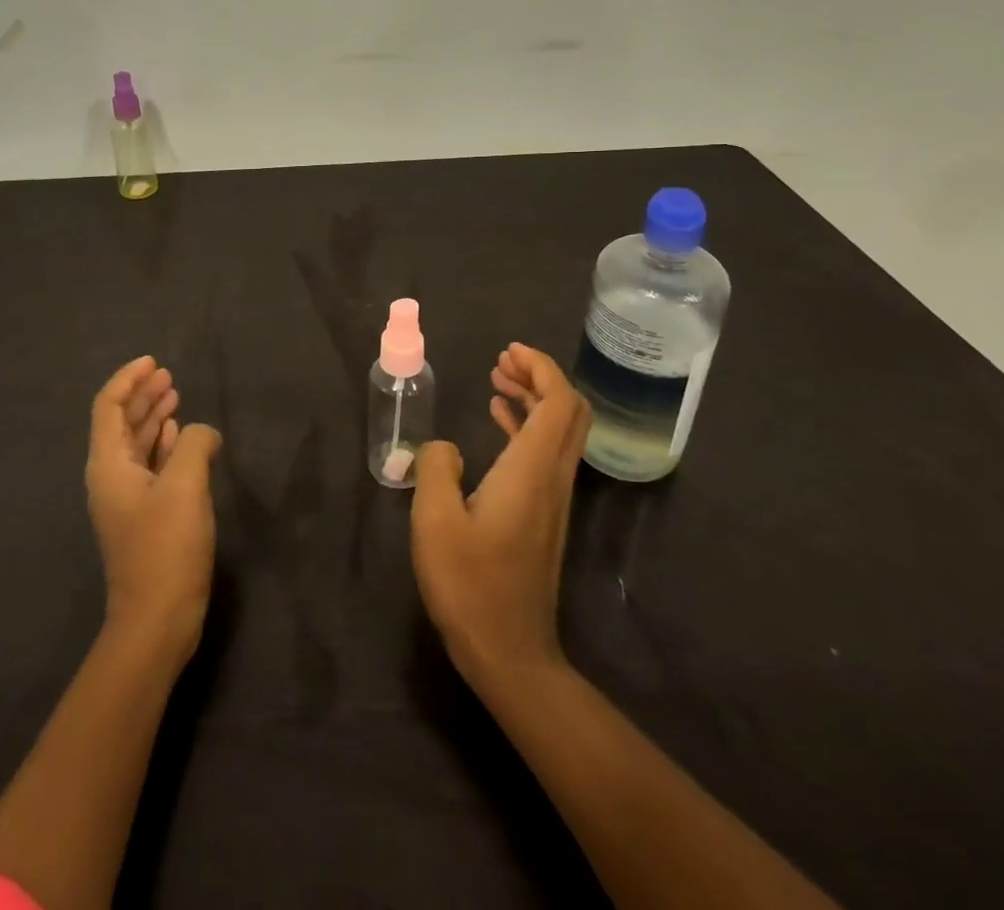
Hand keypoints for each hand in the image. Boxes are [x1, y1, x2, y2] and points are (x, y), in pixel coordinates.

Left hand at [85, 356, 221, 661]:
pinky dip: (163, 445)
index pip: (109, 407)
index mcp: (109, 465)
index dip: (128, 380)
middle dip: (142, 395)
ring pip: (136, 444)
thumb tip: (201, 432)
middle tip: (167, 375)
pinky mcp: (144, 517)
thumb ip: (193, 445)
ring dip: (153, 418)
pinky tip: (179, 437)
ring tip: (175, 396)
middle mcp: (111, 477)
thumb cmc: (166, 548)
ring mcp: (127, 499)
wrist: (156, 621)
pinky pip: (150, 467)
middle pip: (121, 423)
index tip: (153, 362)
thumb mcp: (185, 486)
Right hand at [411, 343, 590, 689]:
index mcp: (531, 470)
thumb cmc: (470, 585)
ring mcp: (552, 499)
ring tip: (497, 380)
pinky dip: (527, 426)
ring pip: (559, 431)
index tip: (509, 351)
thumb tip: (444, 448)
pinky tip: (499, 420)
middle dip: (541, 376)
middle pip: (569, 411)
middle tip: (503, 360)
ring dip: (534, 398)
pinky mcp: (543, 515)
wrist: (509, 653)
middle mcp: (552, 478)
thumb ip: (435, 468)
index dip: (541, 368)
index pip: (560, 402)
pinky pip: (544, 453)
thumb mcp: (434, 521)